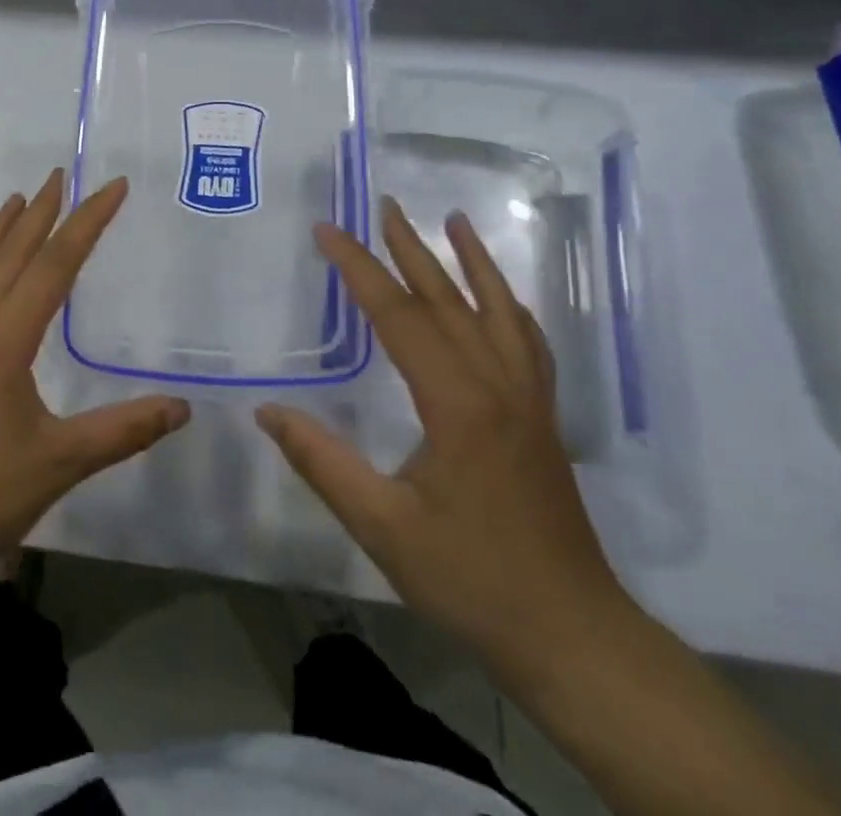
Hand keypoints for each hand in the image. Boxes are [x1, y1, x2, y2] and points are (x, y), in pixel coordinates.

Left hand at [0, 170, 189, 606]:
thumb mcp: (60, 462)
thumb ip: (123, 430)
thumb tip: (183, 407)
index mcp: (5, 337)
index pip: (55, 264)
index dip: (88, 221)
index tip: (114, 186)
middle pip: (12, 252)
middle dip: (42, 211)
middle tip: (62, 174)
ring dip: (1, 229)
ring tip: (19, 200)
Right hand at [257, 198, 633, 673]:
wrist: (573, 636)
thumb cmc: (472, 579)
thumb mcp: (383, 527)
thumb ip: (322, 463)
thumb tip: (268, 412)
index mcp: (457, 402)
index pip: (398, 315)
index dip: (358, 269)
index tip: (327, 231)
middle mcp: (498, 385)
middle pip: (448, 299)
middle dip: (410, 248)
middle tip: (384, 204)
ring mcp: (529, 400)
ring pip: (499, 311)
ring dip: (472, 262)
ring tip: (455, 221)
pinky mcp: (543, 418)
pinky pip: (528, 343)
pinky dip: (509, 305)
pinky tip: (501, 298)